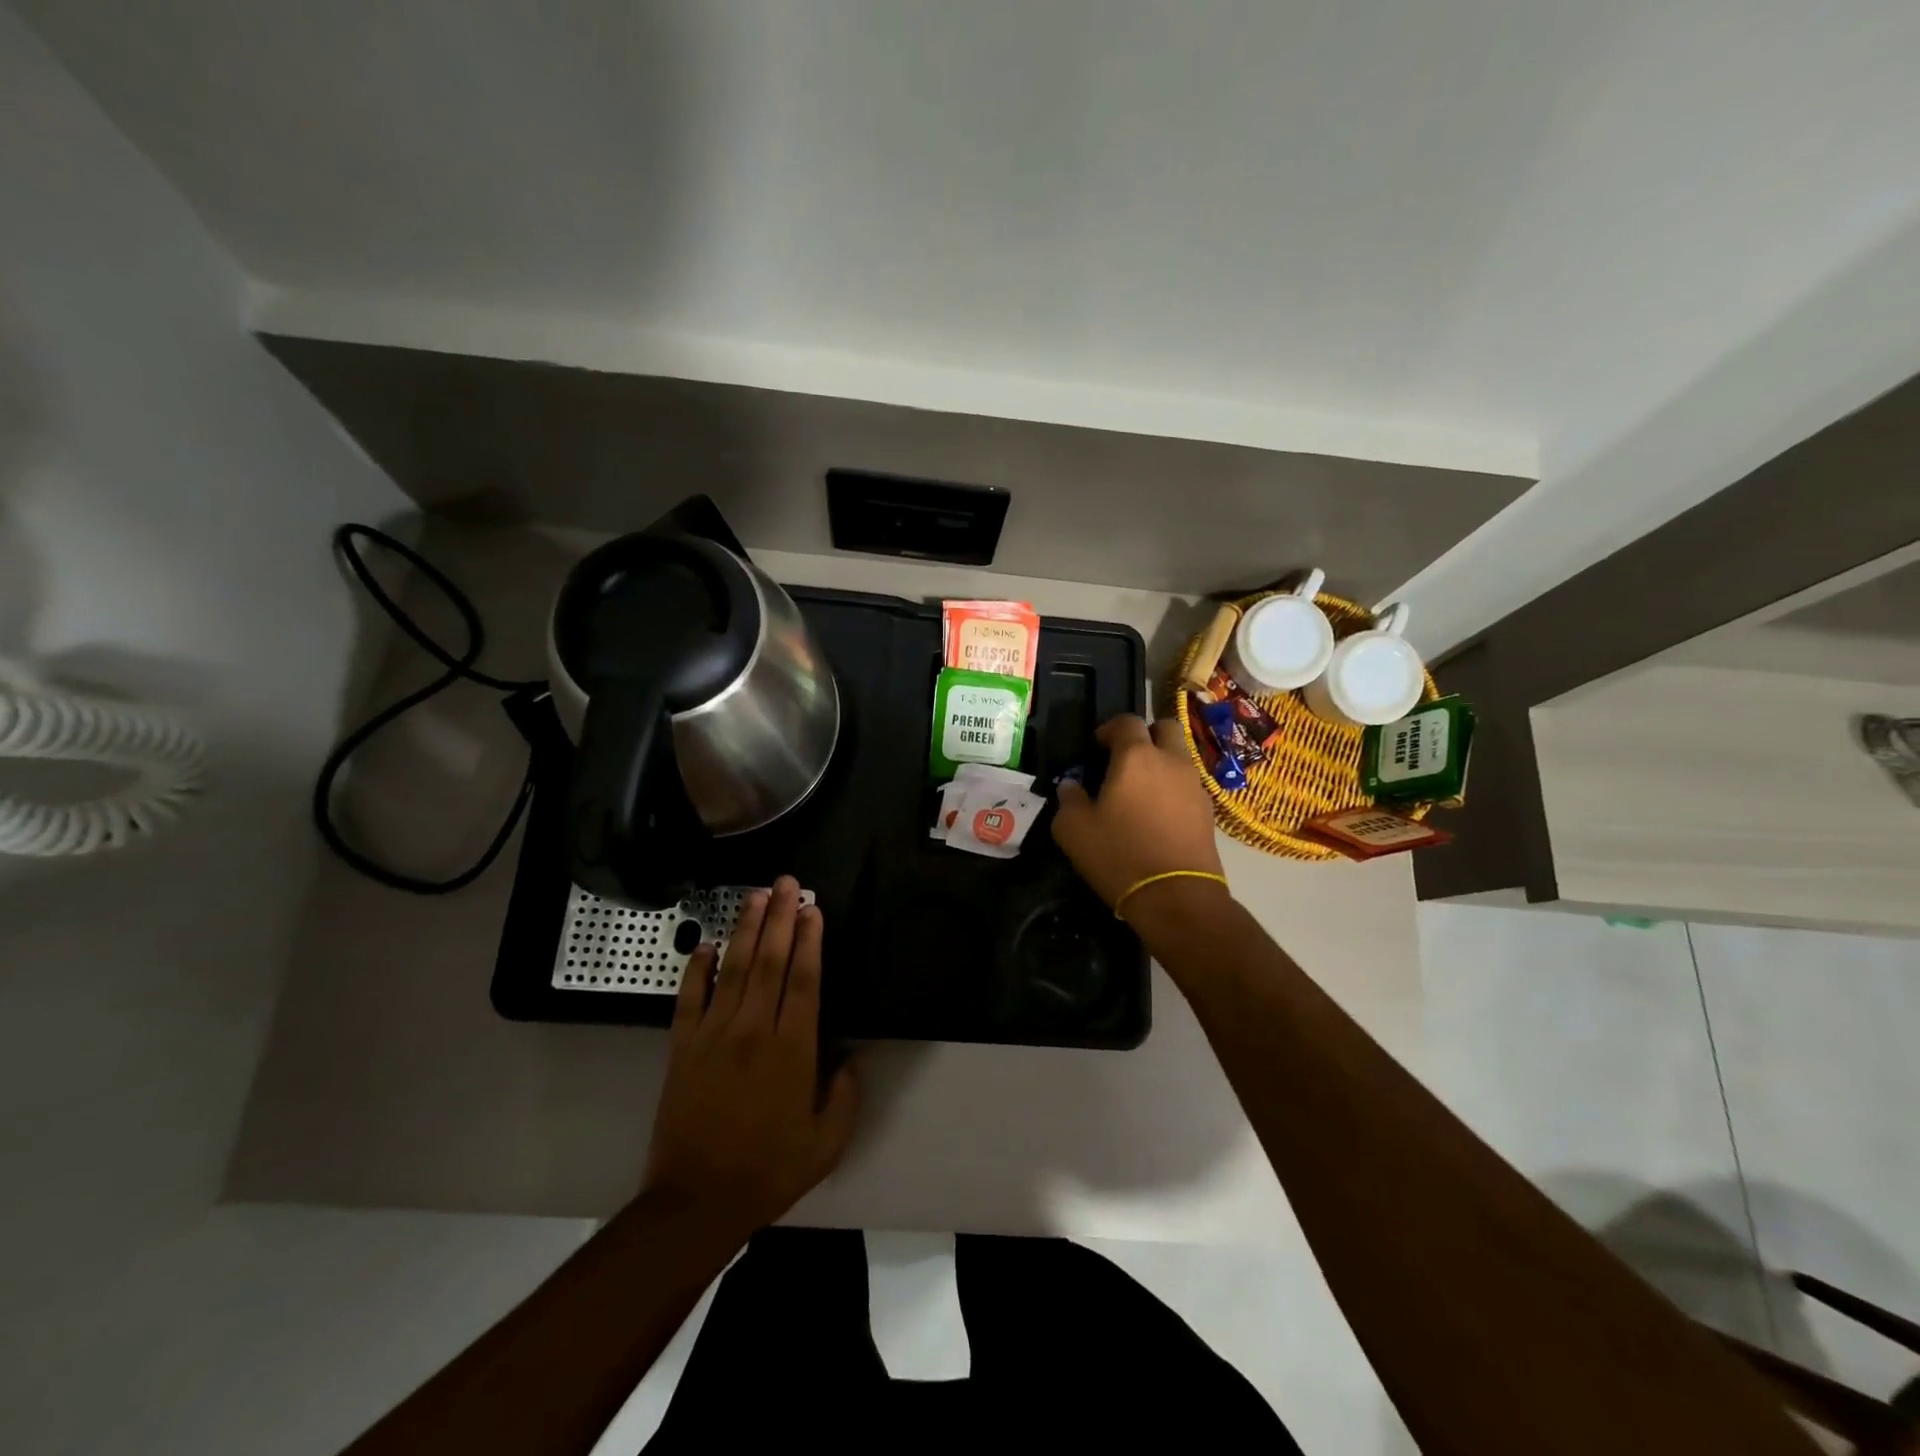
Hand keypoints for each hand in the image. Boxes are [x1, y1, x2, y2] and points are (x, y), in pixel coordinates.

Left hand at [641, 876, 858, 1242]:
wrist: (696, 1201)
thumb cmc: (769, 1170)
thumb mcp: (827, 1142)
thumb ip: (847, 1095)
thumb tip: (853, 1057)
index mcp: (792, 1048)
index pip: (804, 980)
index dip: (810, 940)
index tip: (813, 909)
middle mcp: (754, 1029)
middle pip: (771, 961)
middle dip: (781, 918)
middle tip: (787, 883)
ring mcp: (714, 1034)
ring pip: (734, 968)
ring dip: (746, 929)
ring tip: (756, 896)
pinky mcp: (682, 1046)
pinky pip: (689, 997)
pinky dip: (696, 968)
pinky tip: (705, 943)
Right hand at [1053, 713, 1226, 916]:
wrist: (1176, 897)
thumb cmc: (1119, 855)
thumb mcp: (1074, 830)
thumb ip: (1069, 799)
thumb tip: (1071, 786)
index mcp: (1136, 756)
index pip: (1126, 721)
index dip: (1110, 728)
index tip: (1097, 746)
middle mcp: (1171, 761)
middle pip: (1165, 727)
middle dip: (1146, 735)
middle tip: (1126, 758)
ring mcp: (1194, 785)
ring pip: (1180, 756)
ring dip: (1162, 762)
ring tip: (1141, 791)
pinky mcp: (1208, 811)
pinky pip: (1189, 785)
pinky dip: (1173, 789)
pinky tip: (1158, 815)